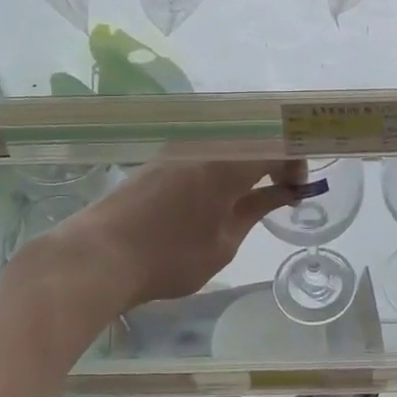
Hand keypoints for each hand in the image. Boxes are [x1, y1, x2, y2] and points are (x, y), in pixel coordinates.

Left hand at [55, 158, 307, 307]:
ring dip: (247, 162)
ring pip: (226, 144)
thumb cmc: (169, 258)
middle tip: (282, 189)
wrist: (97, 257)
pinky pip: (203, 152)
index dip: (295, 163)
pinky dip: (222, 166)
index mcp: (227, 164)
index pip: (275, 148)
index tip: (298, 189)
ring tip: (252, 194)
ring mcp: (178, 151)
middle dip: (274, 159)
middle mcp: (204, 147)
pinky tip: (218, 194)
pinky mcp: (159, 161)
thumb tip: (283, 193)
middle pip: (252, 139)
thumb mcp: (223, 243)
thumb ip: (256, 210)